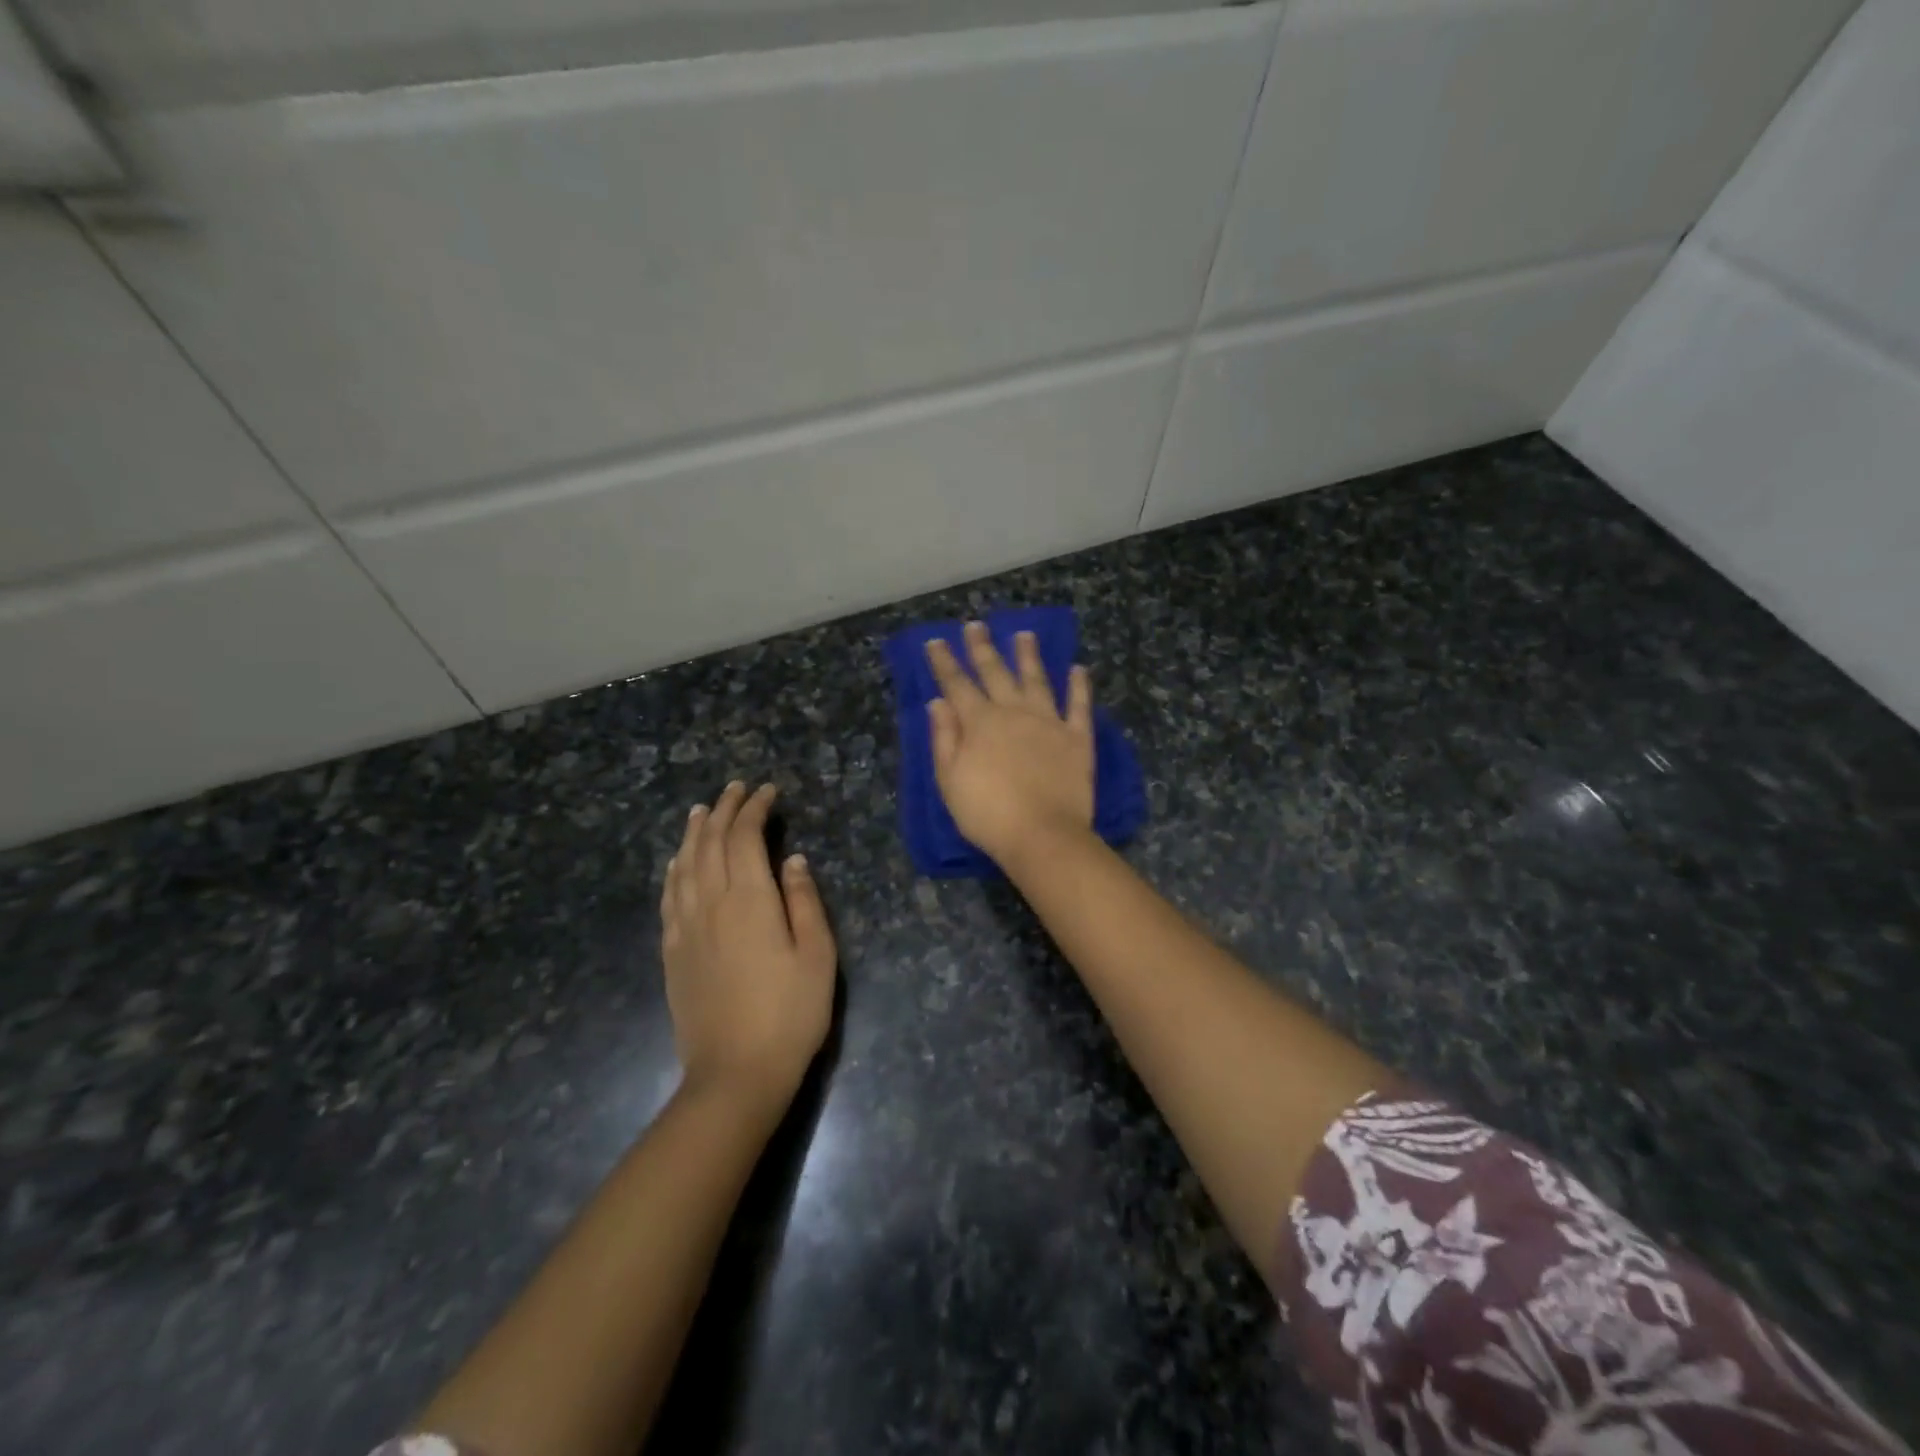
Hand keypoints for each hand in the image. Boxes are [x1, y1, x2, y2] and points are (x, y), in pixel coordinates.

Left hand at [661, 782, 835, 1113]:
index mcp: (750, 900)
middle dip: (724, 810)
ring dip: (694, 832)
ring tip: (702, 810)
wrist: (735, 1073)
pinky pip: (669, 896)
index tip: (768, 792)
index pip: (745, 837)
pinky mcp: (672, 952)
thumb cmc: (790, 1013)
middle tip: (737, 789)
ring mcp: (685, 927)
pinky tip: (678, 861)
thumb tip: (792, 859)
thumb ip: (805, 901)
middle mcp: (711, 903)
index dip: (755, 808)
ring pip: (685, 864)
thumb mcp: (818, 955)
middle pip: (711, 843)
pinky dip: (674, 868)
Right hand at [925, 622, 1095, 866]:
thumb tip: (938, 702)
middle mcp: (1014, 712)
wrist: (1043, 834)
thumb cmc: (988, 813)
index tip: (936, 641)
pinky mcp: (1077, 738)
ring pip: (1037, 680)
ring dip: (1029, 656)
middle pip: (995, 673)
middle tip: (975, 626)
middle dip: (982, 648)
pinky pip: (1079, 705)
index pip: (957, 685)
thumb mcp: (950, 780)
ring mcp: (1049, 722)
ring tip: (1025, 634)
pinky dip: (1079, 686)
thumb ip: (944, 738)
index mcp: (980, 723)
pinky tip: (1078, 669)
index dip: (944, 663)